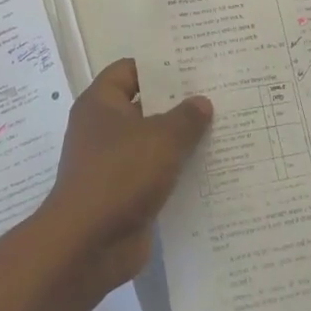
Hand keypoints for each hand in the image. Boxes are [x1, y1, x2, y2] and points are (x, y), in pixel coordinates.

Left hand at [36, 59, 212, 293]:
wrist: (87, 245)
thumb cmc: (120, 175)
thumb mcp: (162, 138)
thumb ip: (186, 117)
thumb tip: (201, 103)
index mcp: (101, 104)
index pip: (130, 69)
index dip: (160, 66)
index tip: (194, 65)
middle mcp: (102, 129)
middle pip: (144, 106)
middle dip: (178, 103)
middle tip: (218, 95)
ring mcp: (112, 164)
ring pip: (152, 143)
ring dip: (181, 141)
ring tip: (222, 130)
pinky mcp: (123, 195)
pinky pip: (155, 175)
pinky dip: (176, 173)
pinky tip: (210, 170)